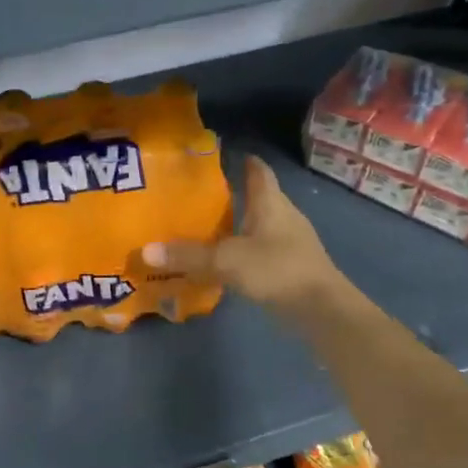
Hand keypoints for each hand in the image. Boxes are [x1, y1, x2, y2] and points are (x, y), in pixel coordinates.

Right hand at [142, 155, 345, 316]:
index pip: (258, 171)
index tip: (220, 157)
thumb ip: (187, 256)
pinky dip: (245, 250)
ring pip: (261, 224)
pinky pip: (263, 249)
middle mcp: (283, 216)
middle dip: (233, 194)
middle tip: (199, 195)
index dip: (243, 161)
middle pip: (259, 197)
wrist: (322, 310)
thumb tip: (145, 250)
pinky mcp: (292, 267)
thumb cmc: (277, 269)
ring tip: (207, 228)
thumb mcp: (226, 261)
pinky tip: (226, 261)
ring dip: (239, 224)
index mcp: (271, 203)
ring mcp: (291, 242)